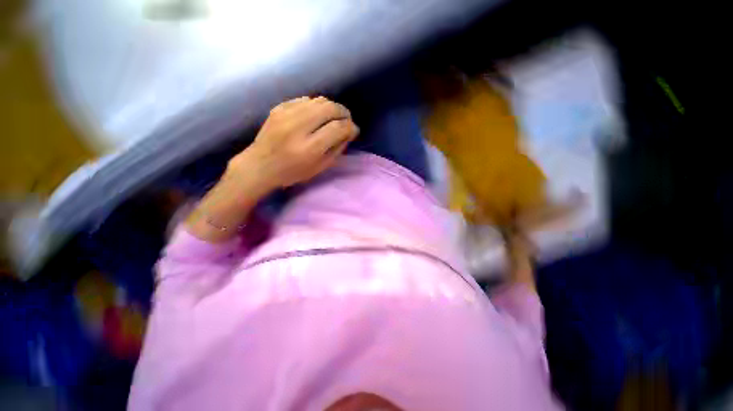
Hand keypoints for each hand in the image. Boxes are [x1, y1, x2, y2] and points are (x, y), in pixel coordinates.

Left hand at [229, 96, 358, 189]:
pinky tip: (316, 115)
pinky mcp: (279, 107)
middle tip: (346, 120)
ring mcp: (286, 114)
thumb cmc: (293, 172)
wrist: (260, 165)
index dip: (350, 127)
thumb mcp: (320, 167)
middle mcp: (298, 127)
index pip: (338, 128)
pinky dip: (316, 106)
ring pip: (318, 100)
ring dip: (331, 107)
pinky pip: (305, 99)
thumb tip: (349, 131)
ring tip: (333, 117)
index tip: (354, 130)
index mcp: (309, 148)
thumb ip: (337, 148)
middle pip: (329, 108)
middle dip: (343, 112)